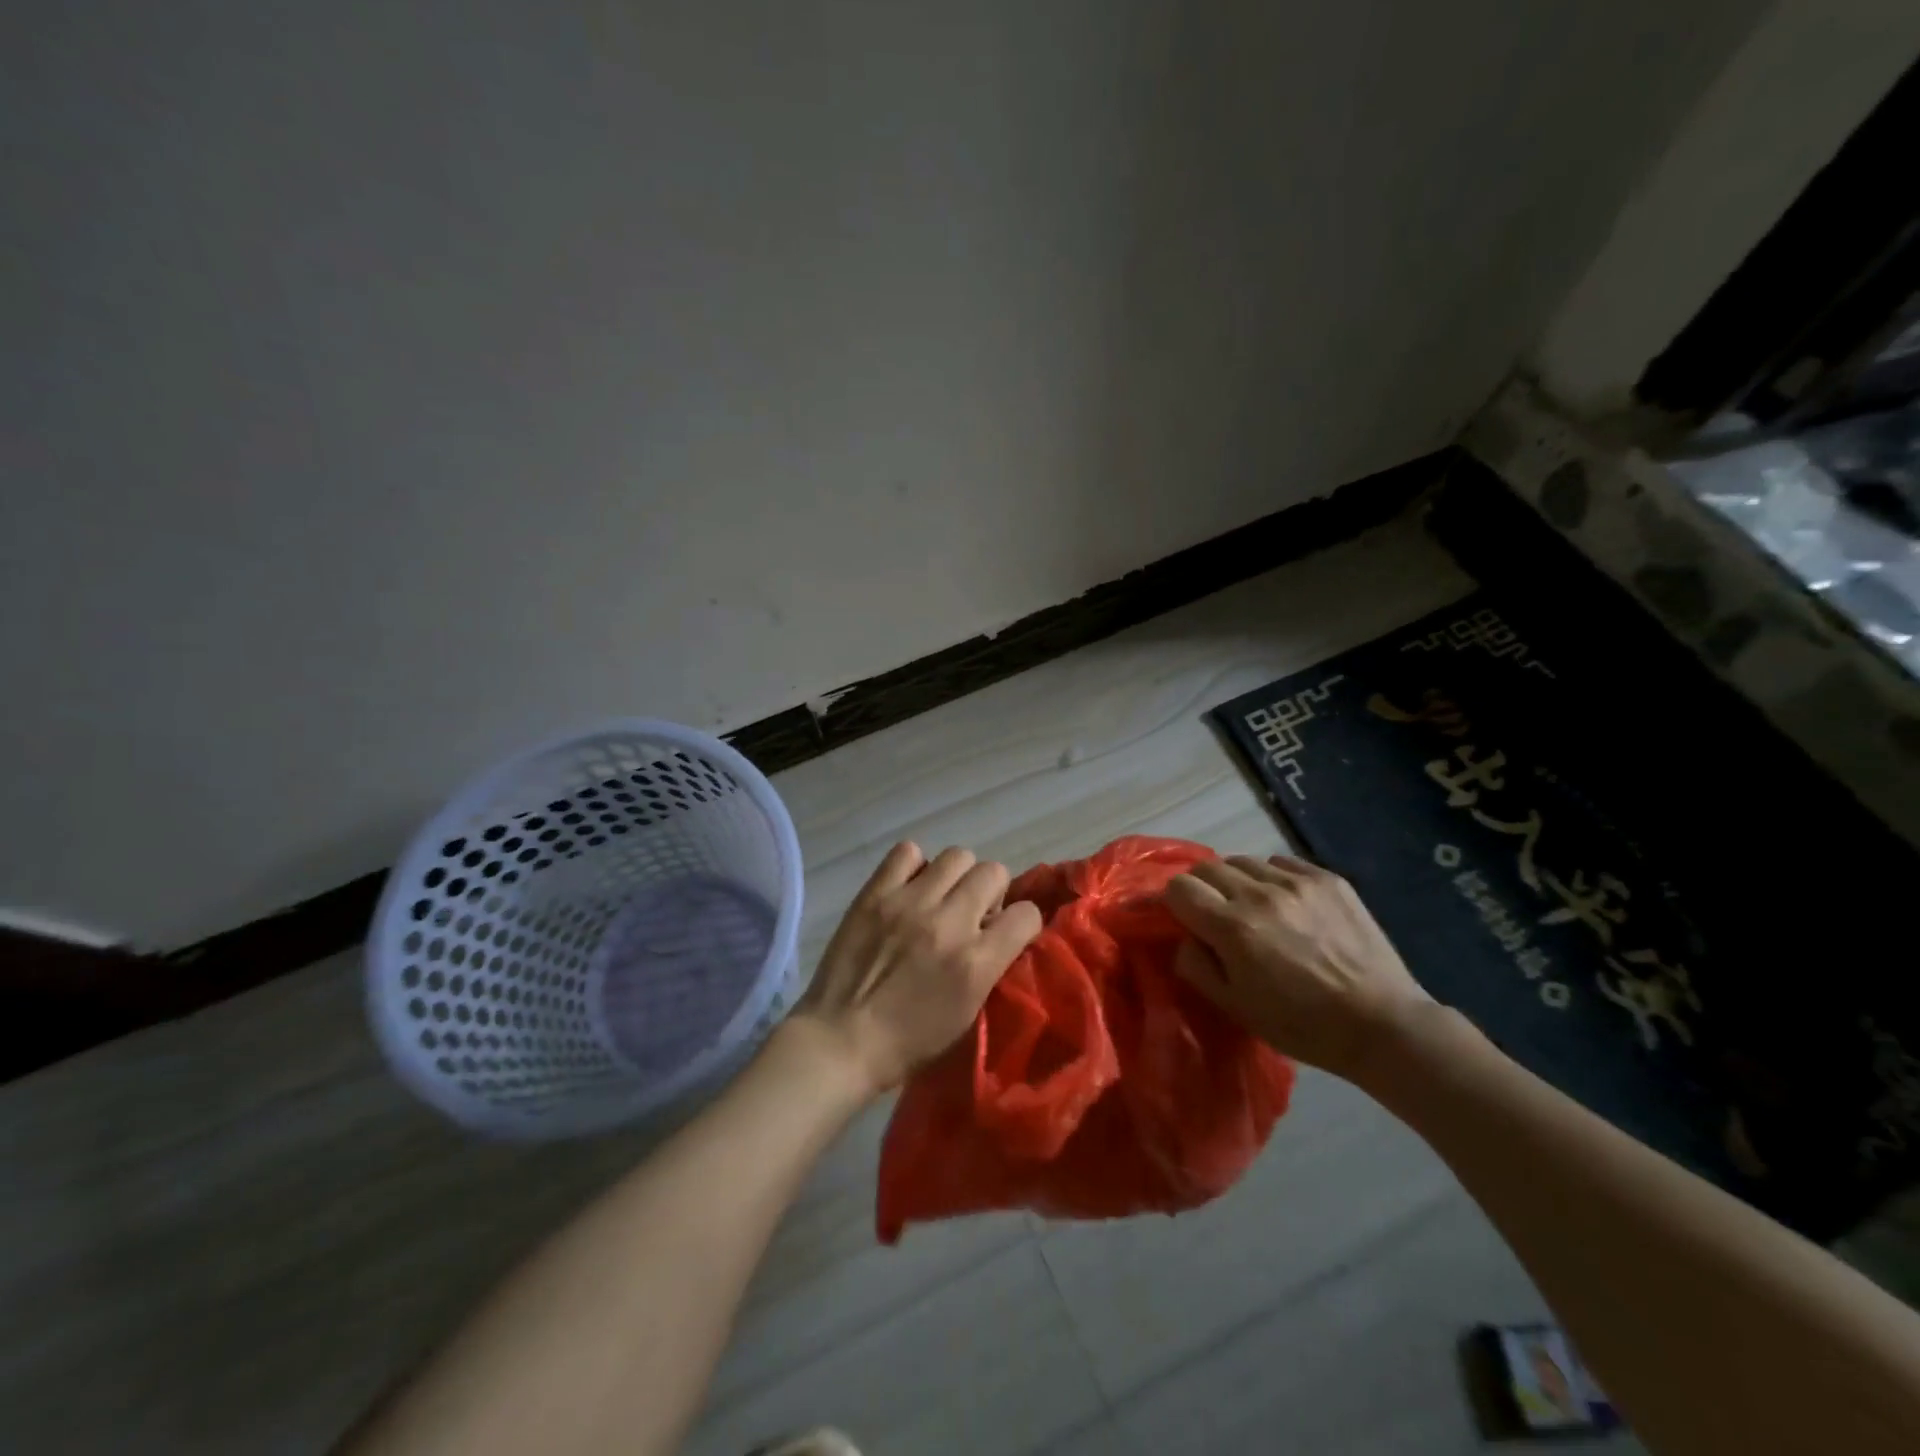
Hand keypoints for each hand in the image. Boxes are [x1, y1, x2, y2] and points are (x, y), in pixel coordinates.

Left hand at [791, 842, 1043, 1096]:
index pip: (1027, 914)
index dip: (1022, 923)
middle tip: (972, 913)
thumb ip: (989, 967)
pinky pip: (908, 852)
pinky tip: (908, 888)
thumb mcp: (967, 1014)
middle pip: (994, 872)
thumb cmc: (907, 1042)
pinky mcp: (876, 893)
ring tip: (941, 897)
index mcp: (976, 963)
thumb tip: (998, 933)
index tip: (1008, 932)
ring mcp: (910, 903)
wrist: (840, 1040)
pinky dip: (914, 866)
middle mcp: (949, 923)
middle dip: (991, 893)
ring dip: (957, 876)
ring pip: (958, 855)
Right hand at [1163, 854, 1430, 1080]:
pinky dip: (1272, 877)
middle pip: (1207, 868)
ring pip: (1243, 861)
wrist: (1382, 1024)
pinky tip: (1285, 903)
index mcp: (1233, 927)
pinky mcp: (1328, 878)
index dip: (1173, 902)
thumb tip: (1185, 936)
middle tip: (1214, 914)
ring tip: (1252, 907)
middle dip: (1201, 888)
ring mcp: (1297, 882)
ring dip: (1236, 881)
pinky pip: (1281, 862)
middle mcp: (1260, 893)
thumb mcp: (1235, 1007)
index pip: (1179, 888)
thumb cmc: (1302, 1025)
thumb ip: (1196, 965)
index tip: (1181, 918)